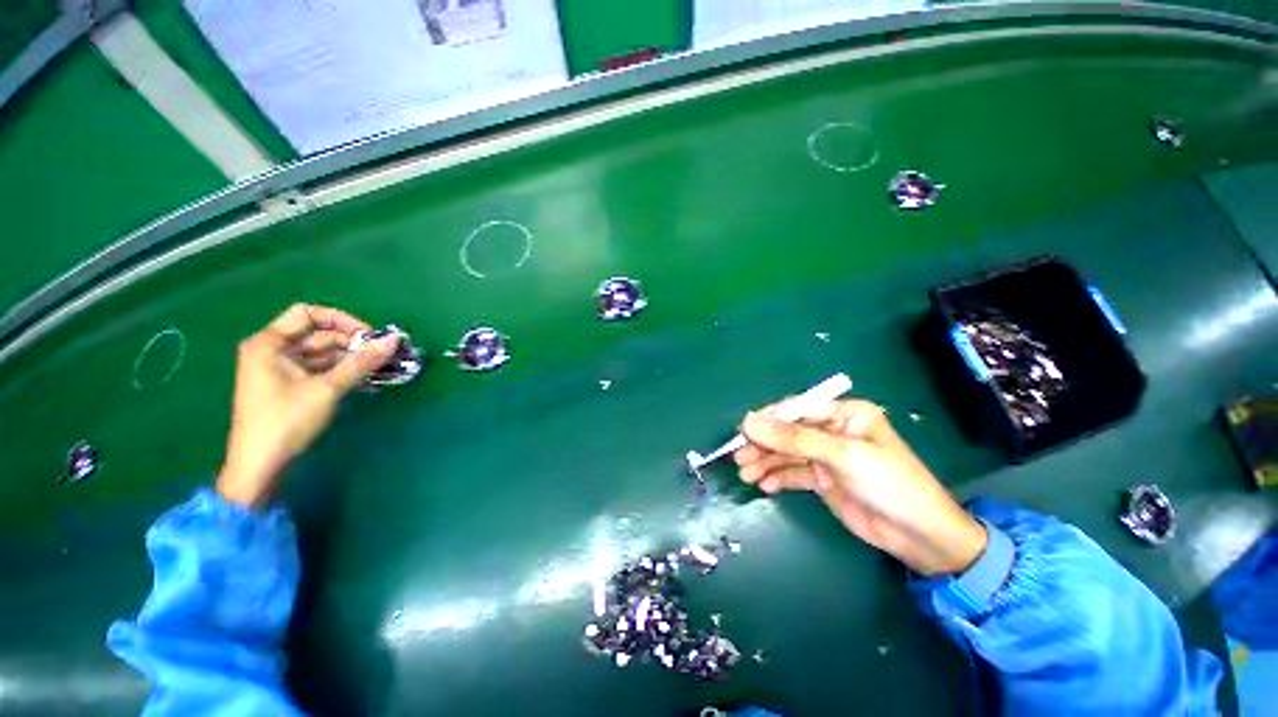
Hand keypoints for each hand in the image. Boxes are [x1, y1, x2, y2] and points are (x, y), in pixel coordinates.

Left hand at [217, 304, 397, 507]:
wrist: (261, 466)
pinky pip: (322, 370)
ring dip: (353, 359)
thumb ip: (361, 362)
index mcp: (270, 343)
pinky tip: (368, 380)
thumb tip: (394, 340)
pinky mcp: (291, 387)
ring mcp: (282, 370)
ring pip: (324, 354)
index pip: (308, 314)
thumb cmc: (286, 420)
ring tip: (383, 367)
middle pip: (320, 335)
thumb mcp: (327, 388)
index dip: (342, 320)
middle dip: (353, 343)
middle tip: (385, 354)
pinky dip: (344, 372)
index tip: (370, 336)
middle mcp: (273, 351)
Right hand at [735, 398, 986, 575]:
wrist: (920, 537)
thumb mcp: (842, 455)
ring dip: (764, 462)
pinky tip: (764, 486)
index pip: (797, 409)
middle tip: (739, 456)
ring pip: (786, 454)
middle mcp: (832, 431)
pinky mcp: (822, 479)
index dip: (769, 419)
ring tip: (745, 474)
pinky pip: (793, 474)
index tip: (743, 431)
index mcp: (844, 414)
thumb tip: (749, 423)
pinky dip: (777, 478)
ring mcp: (826, 456)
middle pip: (788, 432)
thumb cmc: (889, 483)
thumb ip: (794, 439)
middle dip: (763, 444)